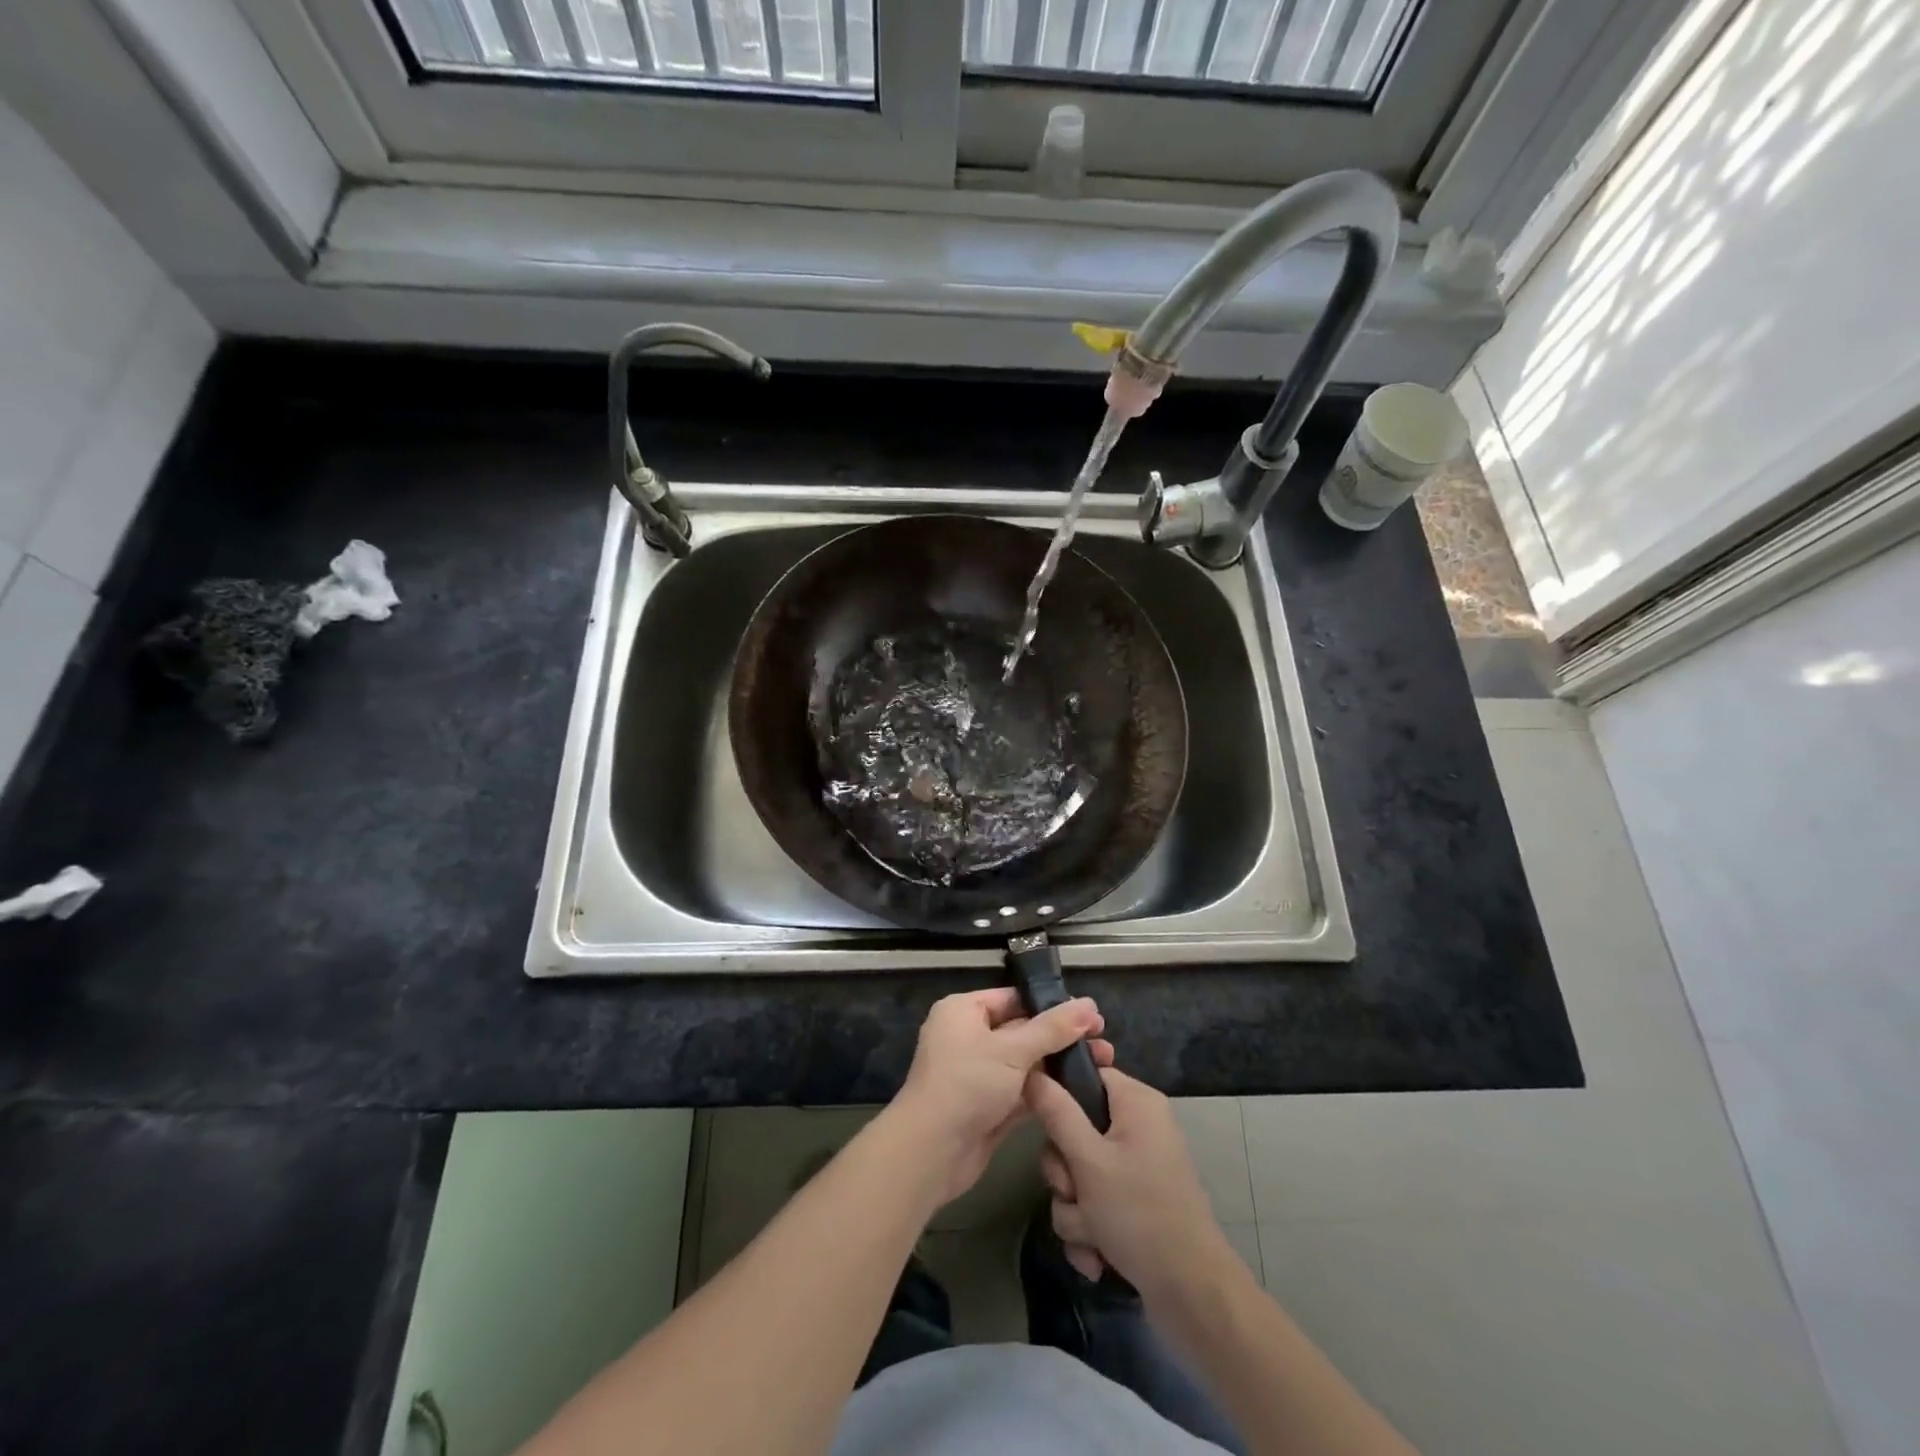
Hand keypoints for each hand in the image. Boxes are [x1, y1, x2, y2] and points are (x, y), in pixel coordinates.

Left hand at [890, 988, 1112, 1205]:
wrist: (931, 1152)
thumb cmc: (967, 1084)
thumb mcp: (1012, 1050)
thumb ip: (1052, 1029)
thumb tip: (1089, 1004)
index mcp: (964, 1011)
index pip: (1013, 998)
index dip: (1052, 1005)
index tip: (1091, 1014)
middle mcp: (969, 1037)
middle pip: (1022, 1030)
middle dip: (1062, 1037)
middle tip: (1104, 1042)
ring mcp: (979, 1074)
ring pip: (1026, 1063)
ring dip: (1059, 1065)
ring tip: (1104, 1065)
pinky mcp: (988, 1106)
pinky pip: (1022, 1091)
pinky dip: (1047, 1091)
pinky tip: (1082, 1091)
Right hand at [1025, 1066, 1229, 1295]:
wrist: (1192, 1295)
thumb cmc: (1140, 1213)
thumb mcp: (1089, 1161)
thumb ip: (1056, 1113)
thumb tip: (1031, 1072)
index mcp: (1136, 1102)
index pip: (1086, 1074)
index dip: (1059, 1096)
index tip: (1043, 1124)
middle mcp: (1137, 1128)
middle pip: (1074, 1130)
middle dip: (1065, 1173)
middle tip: (1073, 1192)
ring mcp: (1136, 1168)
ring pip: (1078, 1175)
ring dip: (1074, 1210)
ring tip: (1091, 1237)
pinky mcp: (1134, 1204)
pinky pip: (1093, 1205)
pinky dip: (1089, 1232)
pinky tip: (1097, 1259)